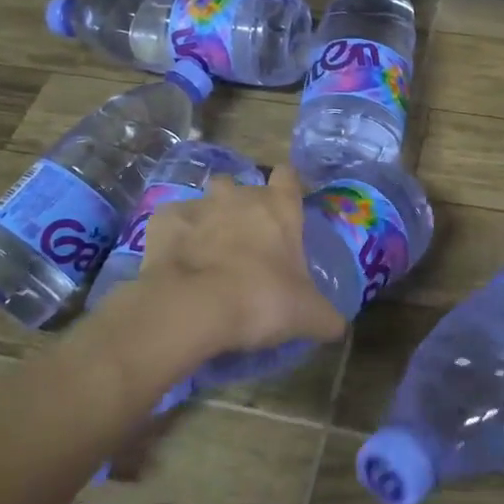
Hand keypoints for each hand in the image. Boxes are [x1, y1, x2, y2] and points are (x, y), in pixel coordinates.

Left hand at [130, 165, 347, 355]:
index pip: (288, 176)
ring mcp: (200, 204)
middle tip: (246, 243)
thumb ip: (327, 316)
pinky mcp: (164, 220)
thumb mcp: (308, 315)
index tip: (285, 210)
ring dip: (210, 217)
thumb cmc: (262, 300)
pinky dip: (175, 236)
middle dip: (244, 207)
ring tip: (209, 250)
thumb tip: (338, 327)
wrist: (193, 307)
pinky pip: (173, 221)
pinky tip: (177, 261)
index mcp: (280, 208)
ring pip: (208, 199)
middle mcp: (240, 196)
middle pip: (244, 187)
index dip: (287, 189)